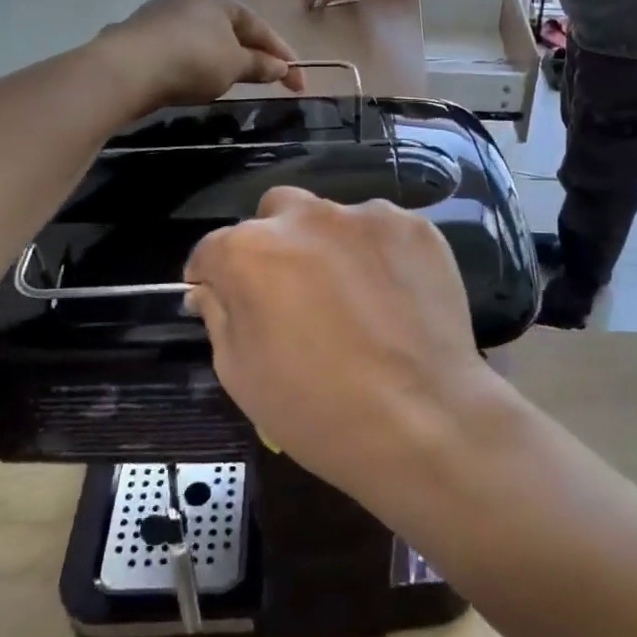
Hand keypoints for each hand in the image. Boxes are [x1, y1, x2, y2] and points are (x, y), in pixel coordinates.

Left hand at [96, 0, 302, 109]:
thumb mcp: (234, 65)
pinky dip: (197, 65)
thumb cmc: (192, 59)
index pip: (259, 27)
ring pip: (205, 40)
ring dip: (224, 60)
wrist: (127, 69)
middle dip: (253, 54)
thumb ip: (260, 65)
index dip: (283, 55)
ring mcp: (161, 16)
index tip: (299, 81)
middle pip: (232, 30)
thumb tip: (282, 67)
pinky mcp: (141, 38)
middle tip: (270, 79)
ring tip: (235, 82)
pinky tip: (198, 81)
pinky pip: (182, 51)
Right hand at [184, 189, 497, 500]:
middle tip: (293, 292)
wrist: (424, 421)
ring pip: (332, 218)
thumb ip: (219, 317)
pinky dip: (378, 254)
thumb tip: (212, 289)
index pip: (212, 249)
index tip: (224, 299)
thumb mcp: (241, 375)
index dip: (213, 277)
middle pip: (274, 215)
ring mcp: (365, 216)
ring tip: (353, 296)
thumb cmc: (317, 410)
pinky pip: (382, 232)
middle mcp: (304, 217)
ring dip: (329, 246)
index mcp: (249, 250)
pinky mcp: (414, 227)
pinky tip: (392, 296)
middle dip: (272, 243)